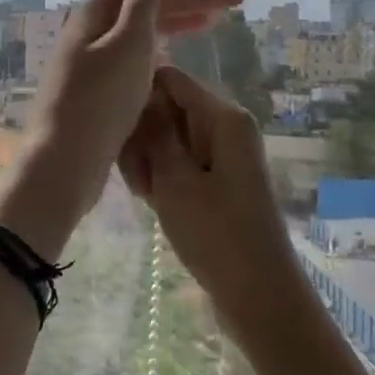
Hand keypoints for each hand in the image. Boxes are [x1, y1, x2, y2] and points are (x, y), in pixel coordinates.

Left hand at [0, 0, 242, 259]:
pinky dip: (160, 50)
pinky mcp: (97, 91)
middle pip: (144, 5)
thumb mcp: (127, 43)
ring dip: (176, 23)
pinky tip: (176, 56)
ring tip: (214, 23)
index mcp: (94, 14)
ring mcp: (91, 63)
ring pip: (141, 33)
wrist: (65, 161)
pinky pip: (134, 58)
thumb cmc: (100, 99)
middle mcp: (90, 33)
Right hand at [117, 64, 302, 336]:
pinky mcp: (217, 178)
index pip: (169, 79)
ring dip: (148, 159)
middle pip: (168, 107)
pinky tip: (151, 199)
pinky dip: (161, 175)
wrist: (258, 295)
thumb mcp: (175, 180)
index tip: (116, 129)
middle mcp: (225, 126)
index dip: (138, 96)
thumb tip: (141, 93)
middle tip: (134, 176)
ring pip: (169, 136)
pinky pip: (180, 160)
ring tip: (143, 193)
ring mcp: (222, 153)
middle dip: (142, 135)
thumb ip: (154, 132)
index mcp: (223, 117)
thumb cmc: (216, 234)